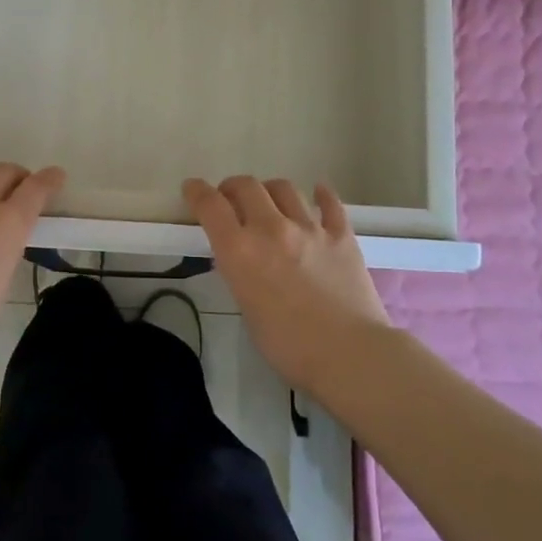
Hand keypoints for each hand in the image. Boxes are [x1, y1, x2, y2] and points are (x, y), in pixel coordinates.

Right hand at [184, 176, 392, 393]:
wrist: (349, 355)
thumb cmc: (289, 347)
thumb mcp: (247, 309)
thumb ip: (242, 275)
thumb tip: (245, 261)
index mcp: (240, 251)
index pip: (210, 205)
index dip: (197, 191)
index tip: (192, 188)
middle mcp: (271, 229)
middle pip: (246, 186)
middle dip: (232, 187)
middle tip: (231, 198)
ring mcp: (309, 228)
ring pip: (284, 188)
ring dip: (270, 190)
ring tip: (270, 201)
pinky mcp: (342, 235)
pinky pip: (330, 203)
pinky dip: (321, 195)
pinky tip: (318, 194)